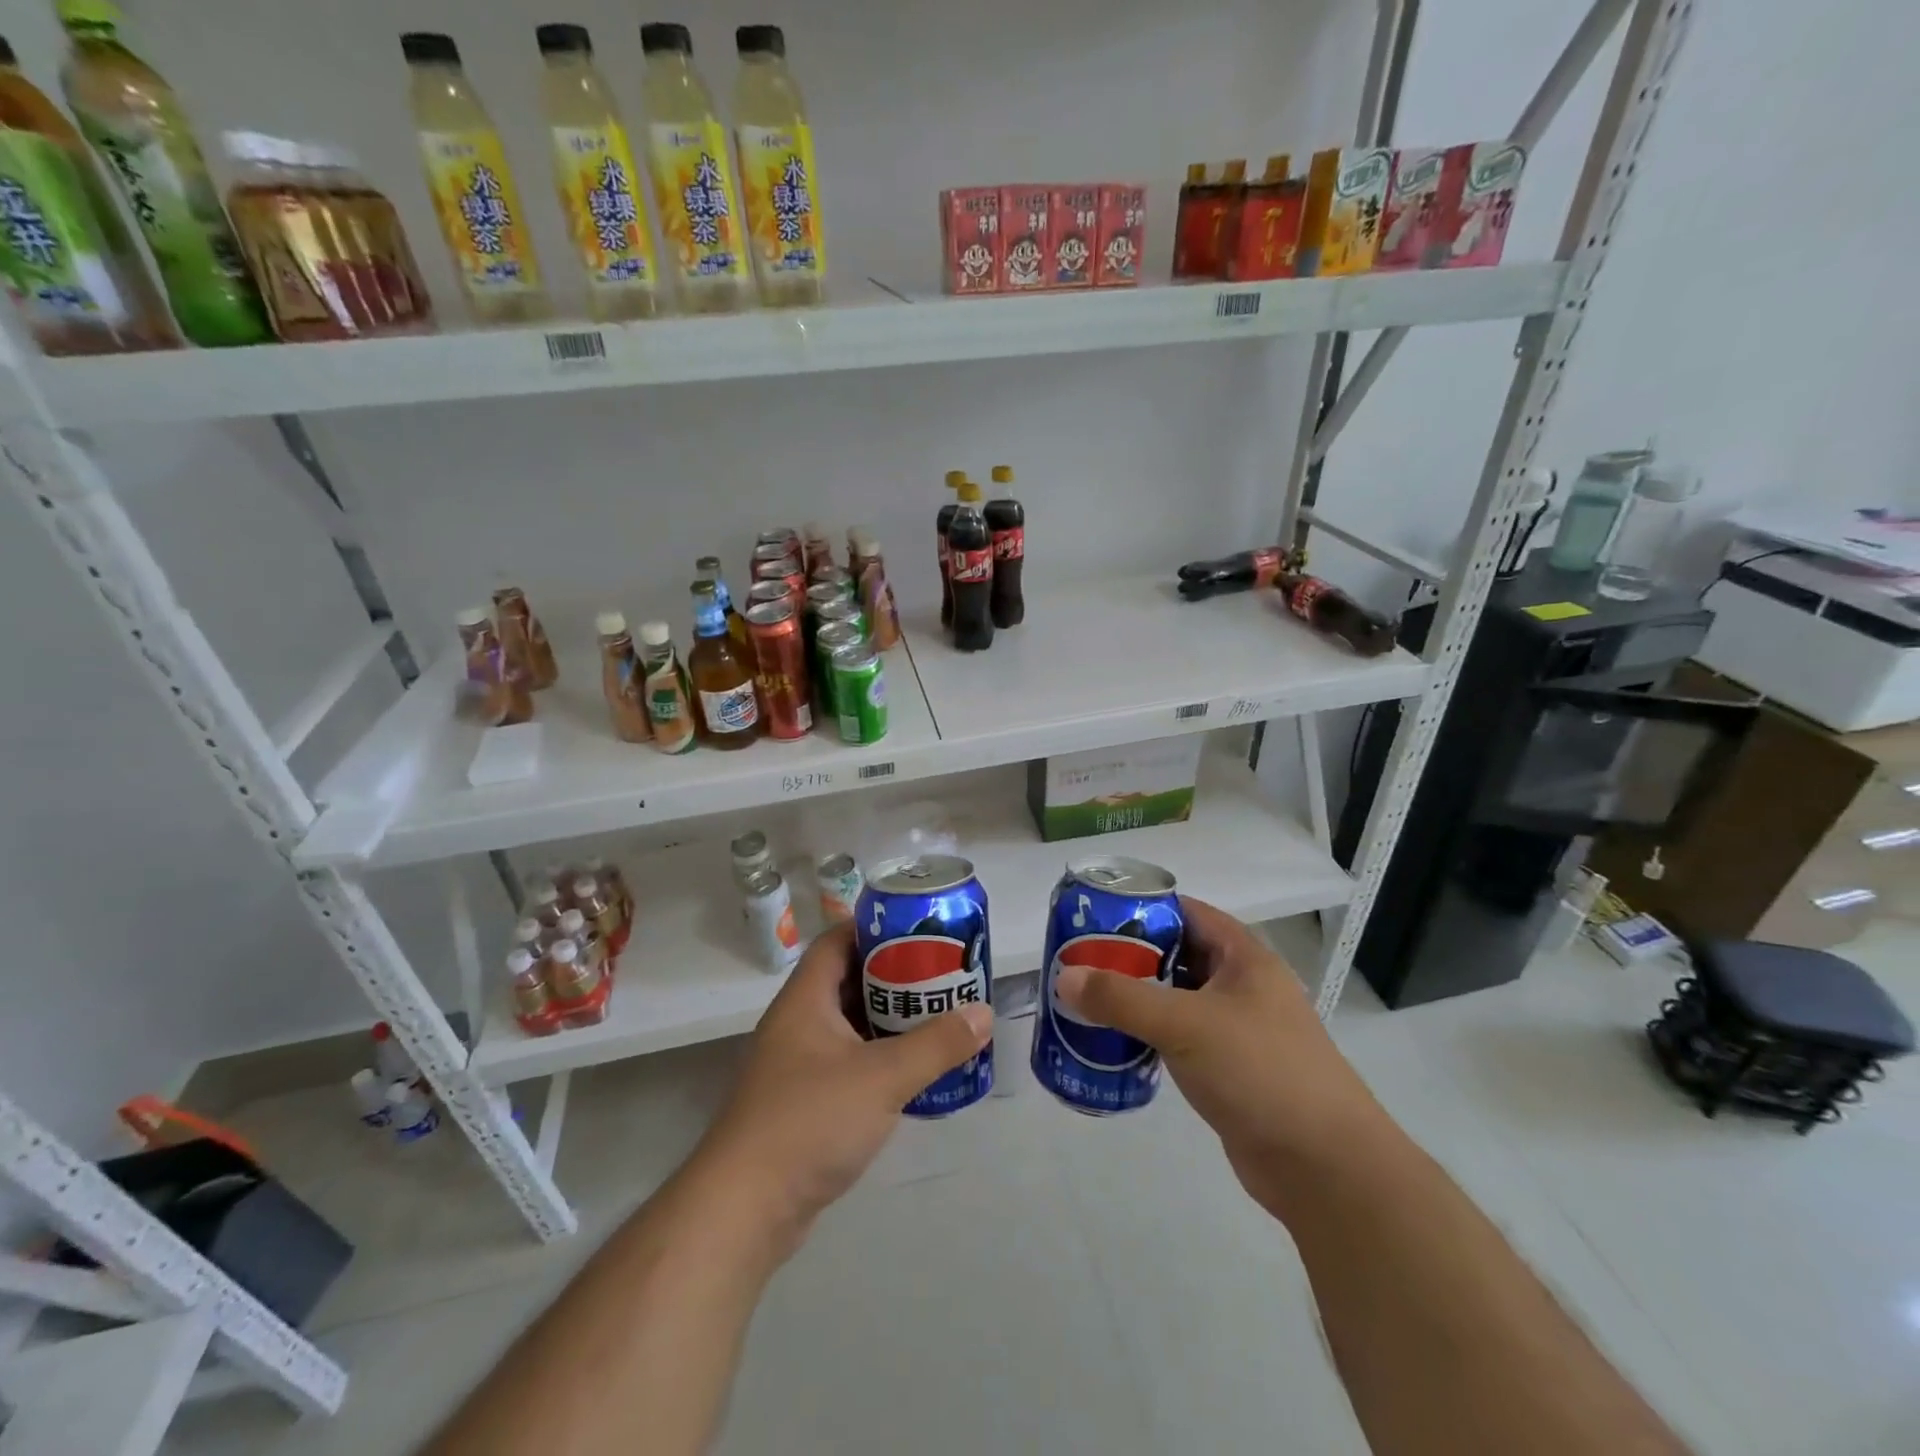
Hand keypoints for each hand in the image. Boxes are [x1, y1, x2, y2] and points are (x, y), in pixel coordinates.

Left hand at [695, 920, 992, 1249]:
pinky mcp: (804, 1102)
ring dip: (889, 1020)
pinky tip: (912, 1071)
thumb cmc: (810, 1121)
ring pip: (850, 1025)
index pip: (839, 940)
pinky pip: (848, 1063)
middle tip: (941, 975)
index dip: (877, 929)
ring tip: (938, 1017)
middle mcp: (798, 1023)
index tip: (921, 931)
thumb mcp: (882, 1077)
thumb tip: (983, 1013)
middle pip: (849, 980)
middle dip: (895, 976)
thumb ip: (936, 1045)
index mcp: (806, 999)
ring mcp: (798, 1065)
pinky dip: (879, 1059)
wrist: (745, 1209)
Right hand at [1052, 897, 1384, 1211]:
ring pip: (1177, 998)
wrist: (1326, 1167)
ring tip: (1086, 997)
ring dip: (1137, 997)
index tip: (1093, 915)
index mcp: (1244, 958)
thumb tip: (1063, 977)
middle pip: (1177, 954)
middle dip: (1130, 955)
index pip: (1187, 912)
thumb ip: (1122, 998)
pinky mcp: (1229, 1069)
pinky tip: (1115, 1041)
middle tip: (1079, 959)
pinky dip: (1149, 1034)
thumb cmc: (1261, 1072)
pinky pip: (1180, 1037)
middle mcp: (1242, 986)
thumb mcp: (1186, 1025)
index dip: (1143, 908)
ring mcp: (1237, 1029)